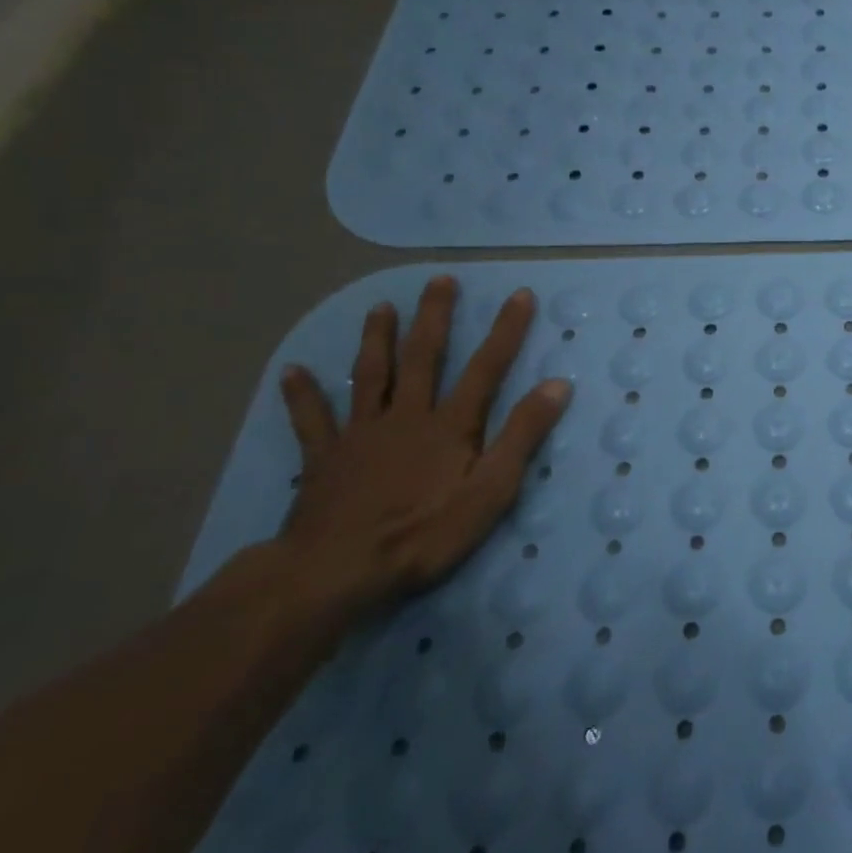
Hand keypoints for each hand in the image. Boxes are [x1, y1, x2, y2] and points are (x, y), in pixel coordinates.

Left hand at [275, 276, 570, 615]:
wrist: (334, 572)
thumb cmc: (423, 534)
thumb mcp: (491, 490)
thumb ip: (522, 436)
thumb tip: (558, 385)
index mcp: (449, 425)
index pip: (486, 367)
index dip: (506, 330)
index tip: (520, 294)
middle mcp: (406, 416)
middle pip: (423, 358)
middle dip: (434, 317)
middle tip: (439, 280)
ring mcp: (361, 435)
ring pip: (370, 376)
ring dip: (376, 340)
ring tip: (380, 307)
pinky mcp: (324, 459)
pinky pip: (312, 421)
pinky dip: (303, 396)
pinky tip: (293, 372)